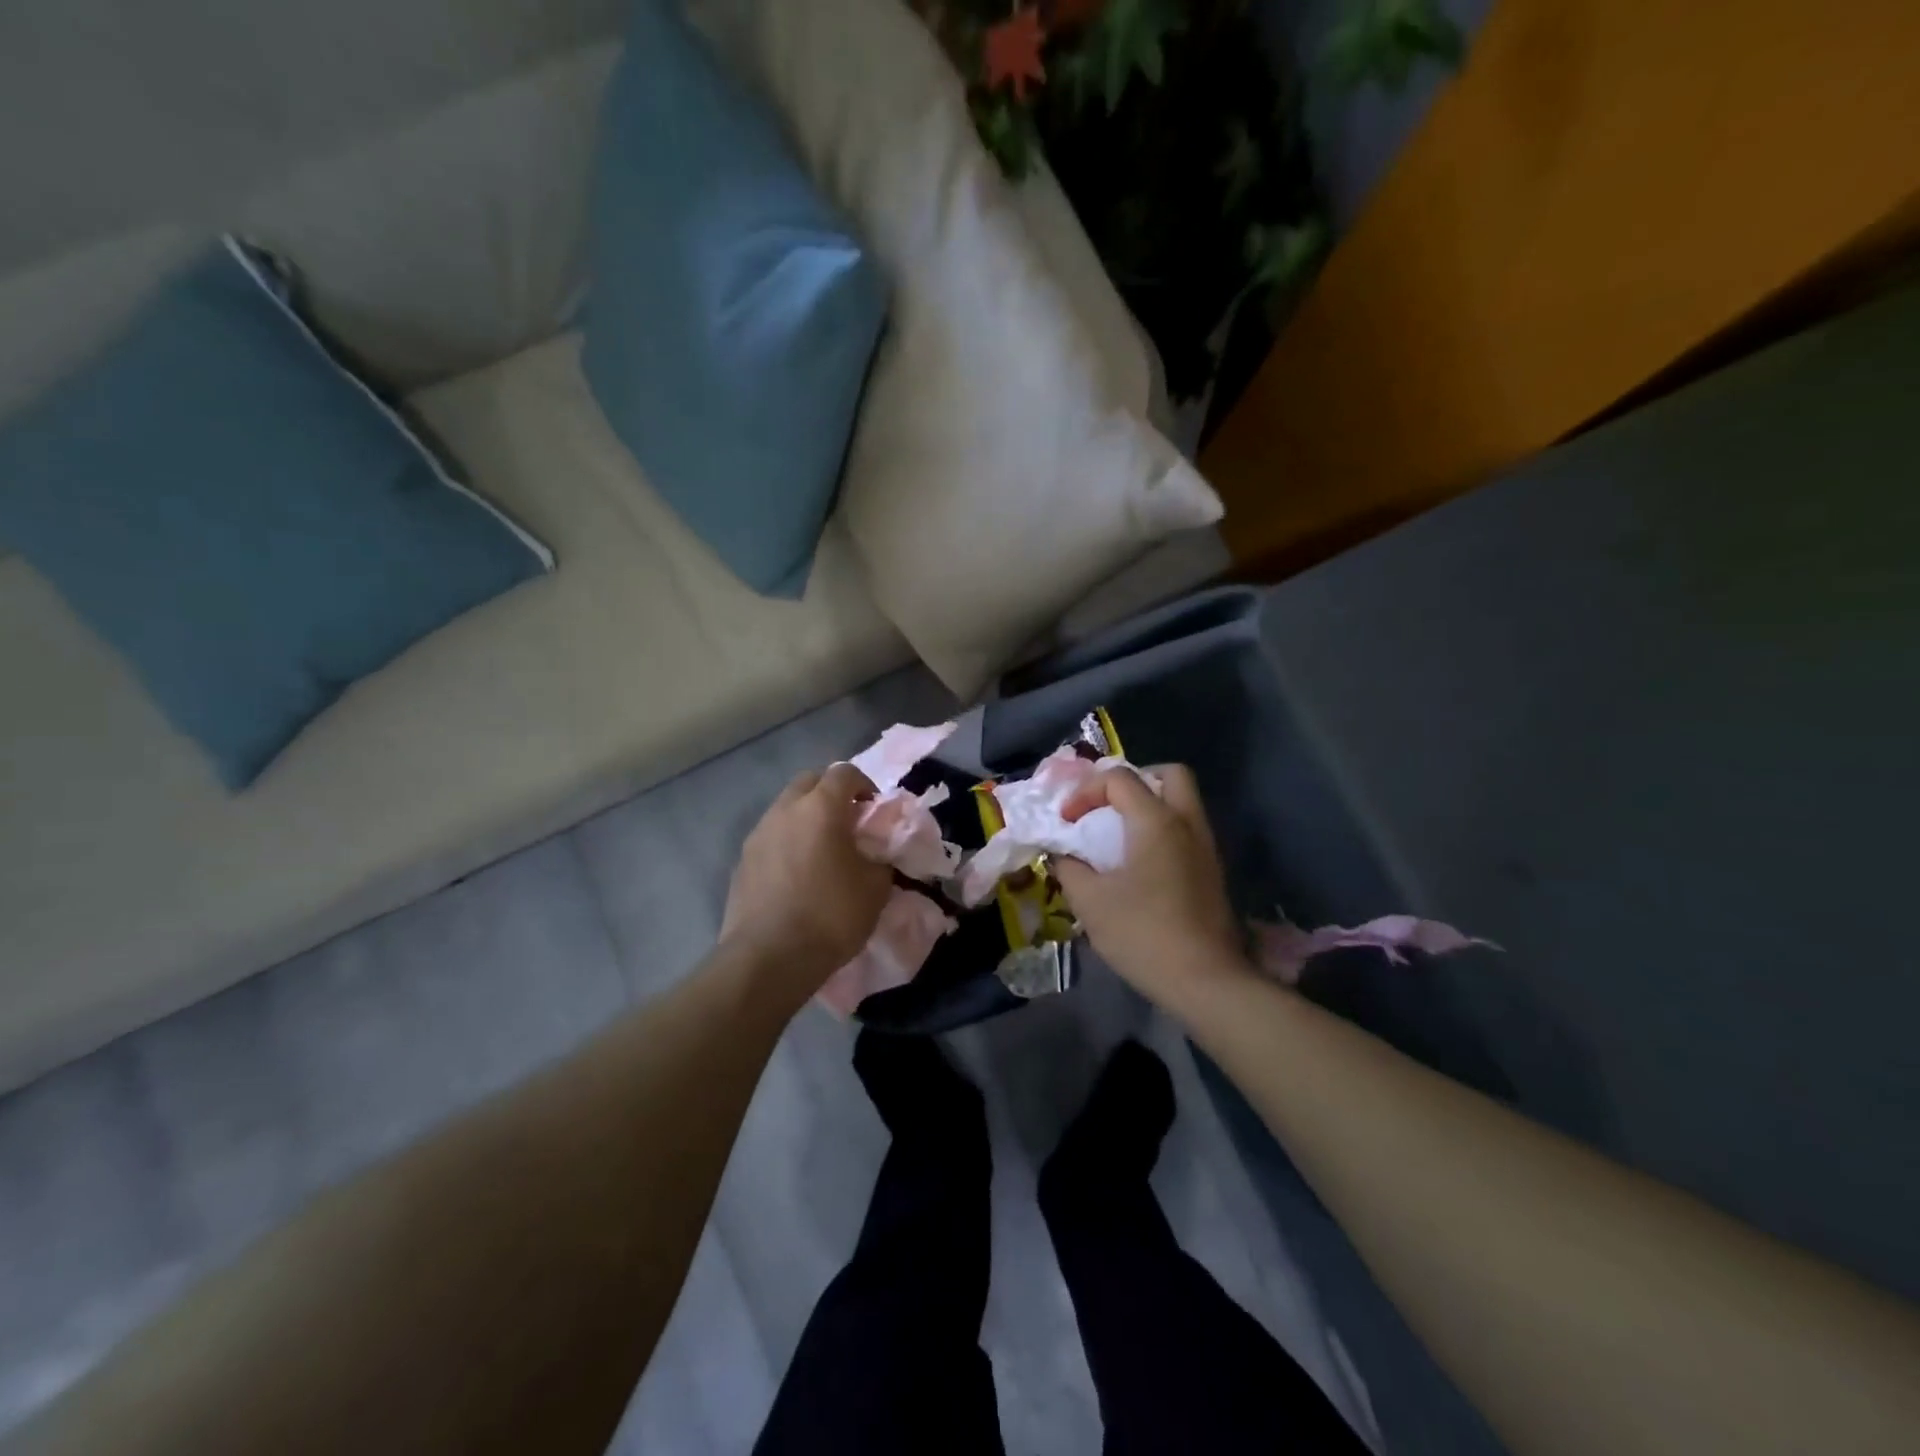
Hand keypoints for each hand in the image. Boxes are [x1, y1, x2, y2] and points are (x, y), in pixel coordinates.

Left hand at [720, 763, 893, 1009]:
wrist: (769, 958)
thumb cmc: (831, 915)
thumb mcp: (875, 888)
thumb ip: (880, 859)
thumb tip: (875, 855)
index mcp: (820, 808)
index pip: (844, 773)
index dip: (864, 785)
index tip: (874, 811)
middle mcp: (785, 810)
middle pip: (809, 782)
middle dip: (830, 794)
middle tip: (848, 824)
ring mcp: (758, 834)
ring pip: (786, 809)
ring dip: (806, 818)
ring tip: (822, 851)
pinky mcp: (742, 861)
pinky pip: (770, 837)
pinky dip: (787, 843)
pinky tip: (797, 875)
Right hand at [1054, 763, 1252, 1011]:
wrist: (1205, 981)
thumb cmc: (1143, 934)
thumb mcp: (1091, 902)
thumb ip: (1069, 868)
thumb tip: (1061, 854)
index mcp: (1156, 821)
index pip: (1119, 778)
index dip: (1085, 792)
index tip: (1066, 821)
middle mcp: (1187, 823)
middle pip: (1170, 774)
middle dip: (1135, 781)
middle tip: (1109, 807)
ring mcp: (1206, 847)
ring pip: (1184, 802)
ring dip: (1151, 806)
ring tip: (1119, 835)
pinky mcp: (1213, 872)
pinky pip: (1188, 830)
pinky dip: (1163, 831)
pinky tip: (1140, 864)